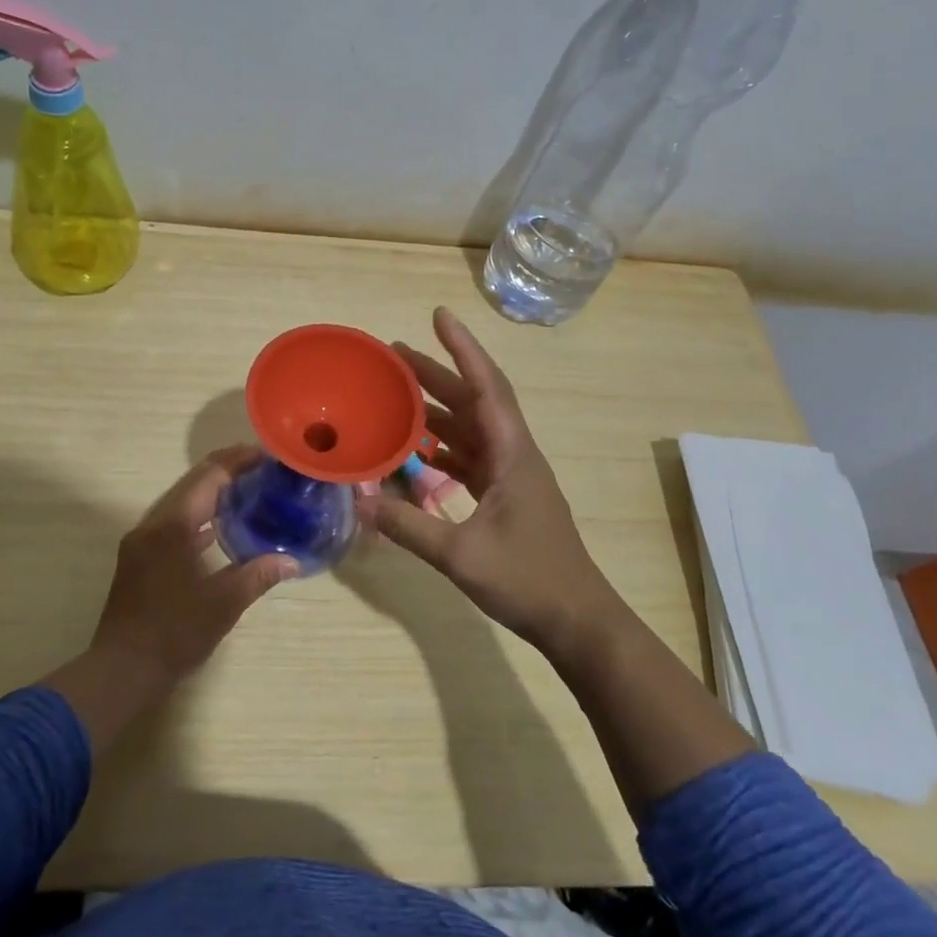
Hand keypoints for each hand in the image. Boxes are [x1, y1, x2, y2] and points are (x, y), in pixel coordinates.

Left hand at [93, 445, 297, 682]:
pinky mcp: (139, 558)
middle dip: (225, 470)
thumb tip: (293, 561)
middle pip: (192, 483)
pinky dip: (196, 517)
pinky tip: (218, 528)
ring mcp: (142, 541)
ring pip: (180, 502)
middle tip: (261, 467)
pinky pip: (172, 523)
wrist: (122, 669)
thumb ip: (258, 575)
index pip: (208, 477)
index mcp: (172, 526)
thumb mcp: (223, 604)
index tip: (266, 455)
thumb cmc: (174, 633)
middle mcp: (153, 524)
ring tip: (246, 491)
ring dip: (210, 493)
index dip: (237, 461)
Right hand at [360, 307, 613, 660]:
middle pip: (474, 401)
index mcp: (513, 454)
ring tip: (398, 394)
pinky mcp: (505, 497)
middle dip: (438, 374)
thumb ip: (409, 527)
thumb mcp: (461, 555)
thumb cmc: (528, 580)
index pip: (487, 387)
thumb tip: (359, 501)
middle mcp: (514, 455)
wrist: (577, 621)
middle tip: (395, 355)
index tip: (439, 315)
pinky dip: (442, 447)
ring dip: (438, 409)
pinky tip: (415, 450)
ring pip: (471, 428)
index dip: (463, 349)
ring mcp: (511, 476)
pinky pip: (469, 457)